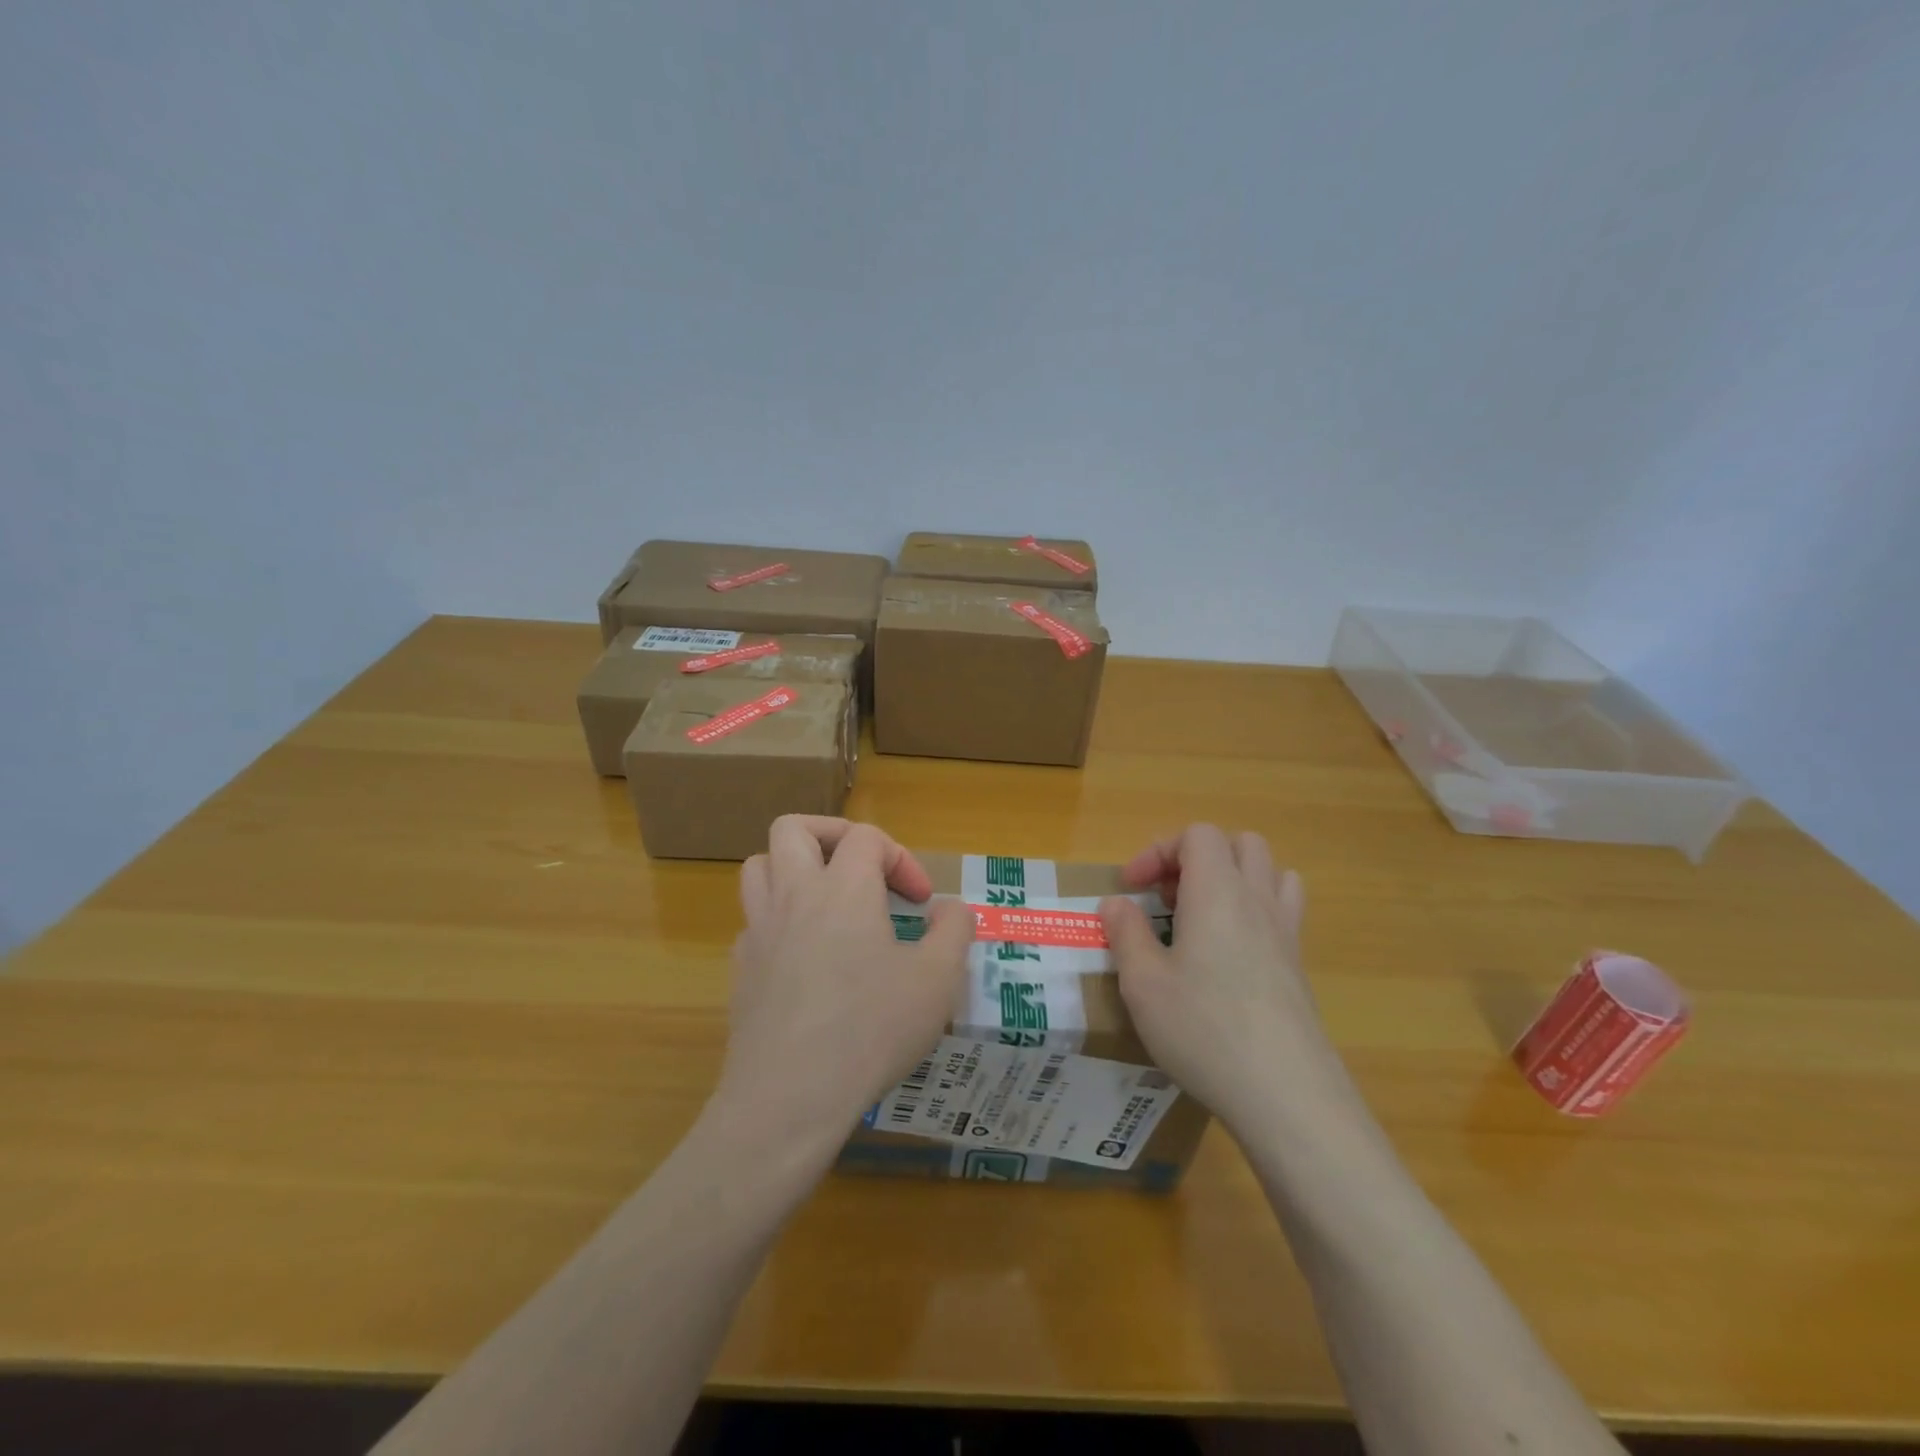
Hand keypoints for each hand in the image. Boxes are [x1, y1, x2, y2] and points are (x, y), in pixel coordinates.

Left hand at [711, 816, 971, 1175]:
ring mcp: (759, 932)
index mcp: (842, 888)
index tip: (921, 903)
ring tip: (828, 901)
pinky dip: (780, 921)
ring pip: (760, 867)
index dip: (901, 859)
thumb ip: (953, 931)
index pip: (866, 837)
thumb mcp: (938, 980)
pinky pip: (754, 921)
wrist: (789, 1097)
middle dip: (832, 835)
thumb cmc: (871, 1029)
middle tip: (862, 871)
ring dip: (795, 869)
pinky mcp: (742, 969)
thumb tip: (950, 909)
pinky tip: (807, 957)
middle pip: (793, 829)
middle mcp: (793, 896)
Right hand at [1099, 824, 1352, 1138]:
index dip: (1159, 851)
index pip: (1198, 835)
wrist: (1286, 1094)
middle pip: (1239, 843)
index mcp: (1217, 892)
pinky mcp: (1299, 965)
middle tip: (1168, 899)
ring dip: (1233, 878)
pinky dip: (1256, 909)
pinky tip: (1231, 952)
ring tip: (1201, 916)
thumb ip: (1126, 933)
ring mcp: (1285, 931)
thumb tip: (1116, 903)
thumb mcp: (1143, 983)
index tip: (1133, 888)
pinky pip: (1284, 909)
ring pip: (1268, 871)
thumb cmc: (1203, 1029)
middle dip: (1197, 858)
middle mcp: (1256, 899)